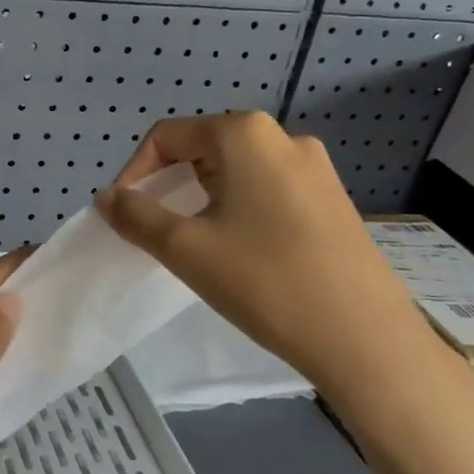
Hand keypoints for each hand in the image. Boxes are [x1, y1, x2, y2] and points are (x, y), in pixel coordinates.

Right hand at [94, 113, 463, 428]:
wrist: (365, 339)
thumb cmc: (266, 281)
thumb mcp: (186, 249)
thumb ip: (137, 216)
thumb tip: (107, 198)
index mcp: (246, 135)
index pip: (168, 136)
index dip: (135, 172)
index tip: (122, 213)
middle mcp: (284, 138)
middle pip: (203, 148)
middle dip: (169, 184)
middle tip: (153, 229)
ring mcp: (316, 169)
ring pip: (236, 171)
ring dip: (202, 198)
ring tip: (191, 242)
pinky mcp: (332, 200)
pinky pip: (267, 190)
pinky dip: (237, 209)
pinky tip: (237, 251)